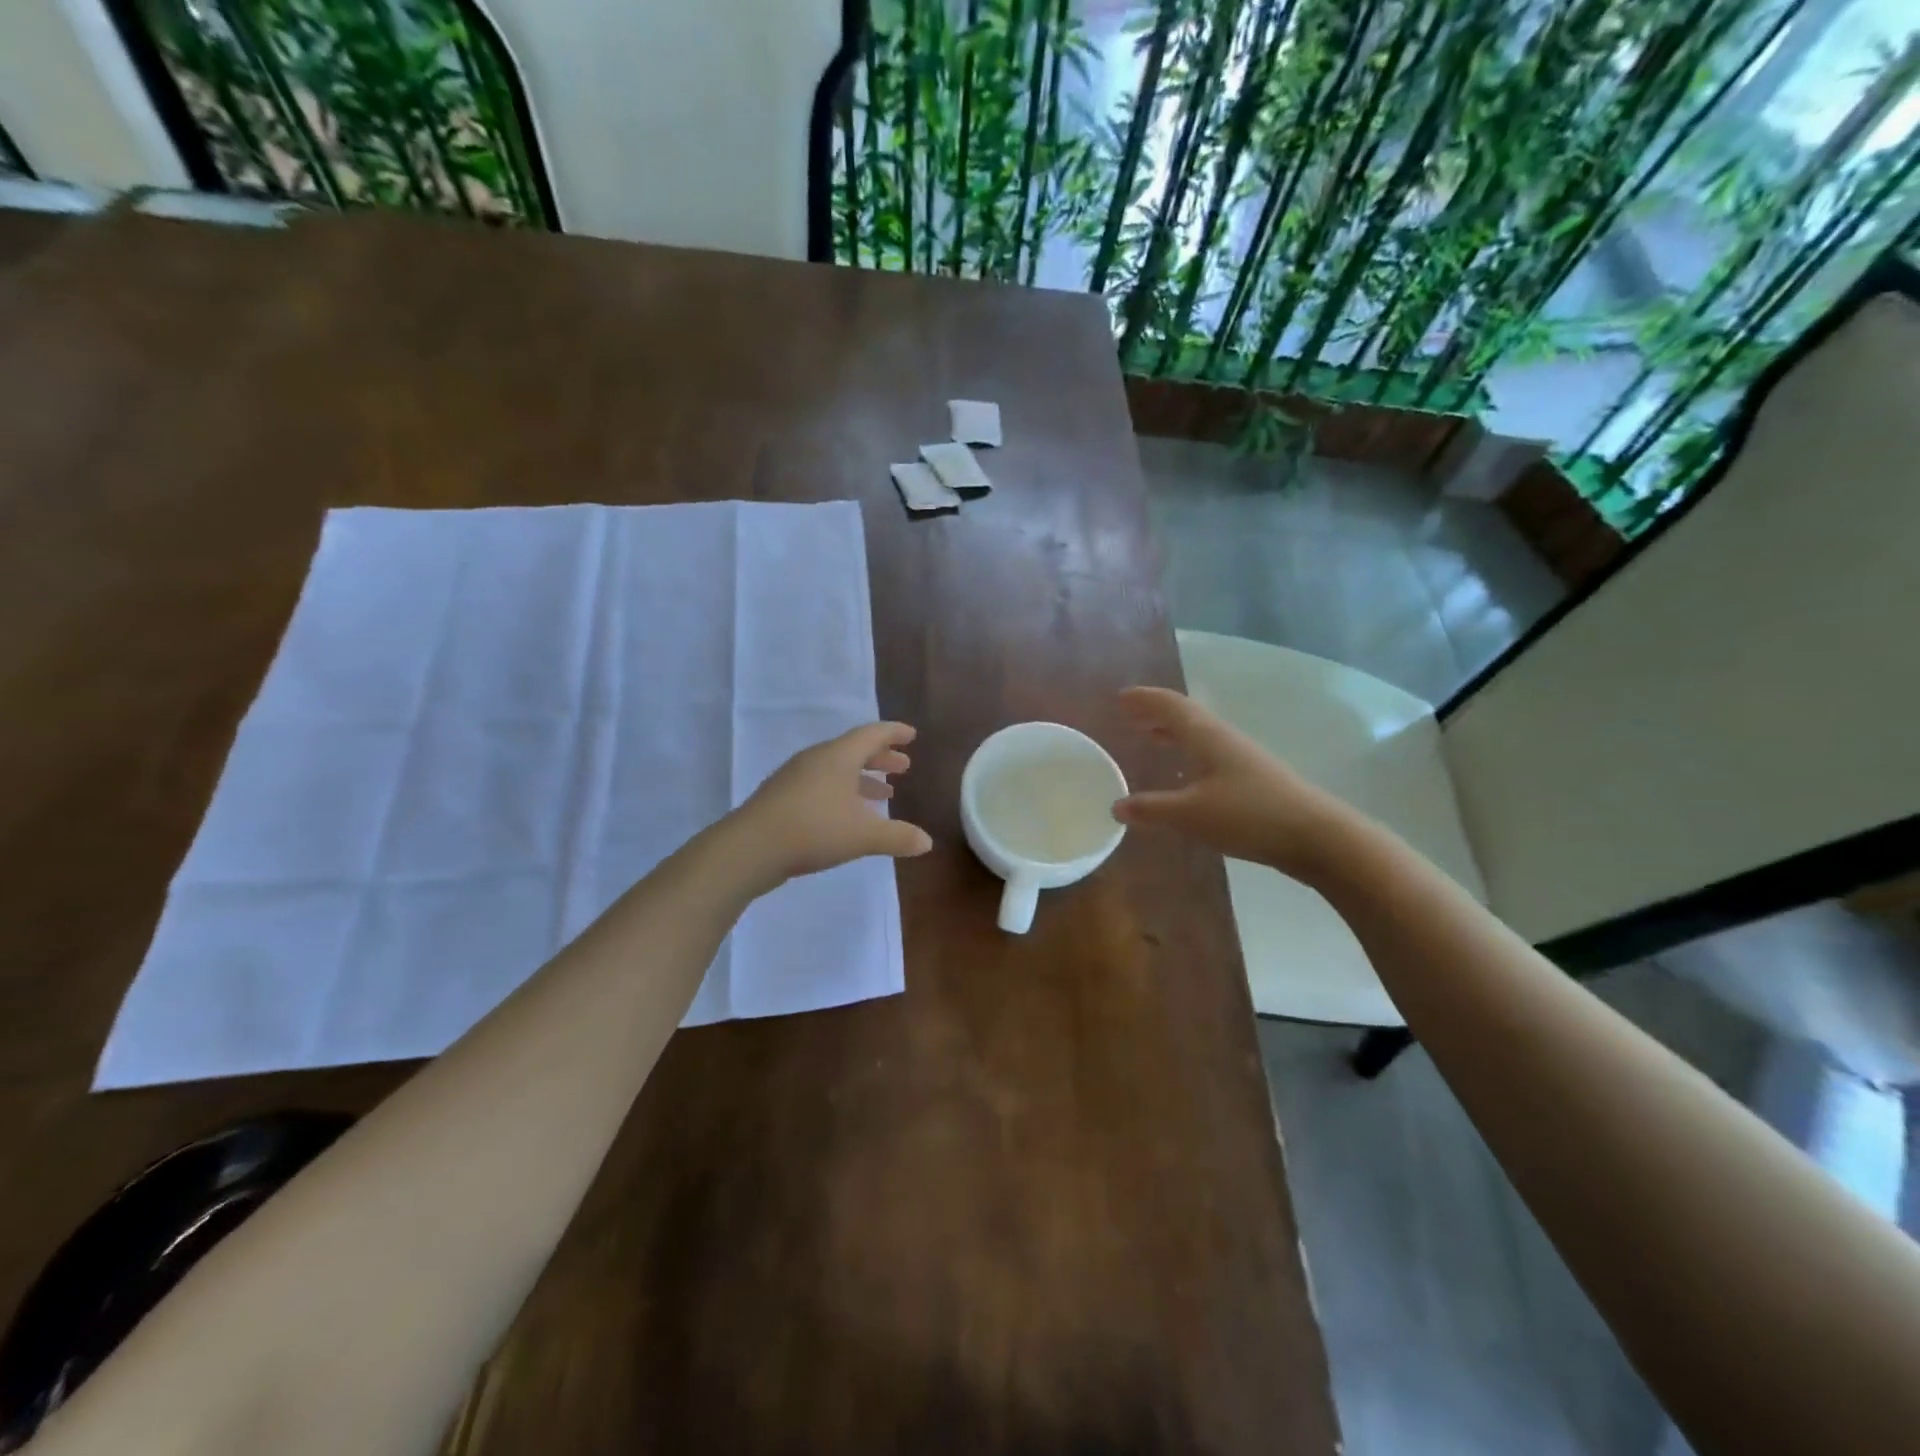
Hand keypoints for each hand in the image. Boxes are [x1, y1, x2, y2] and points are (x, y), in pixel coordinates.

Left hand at [727, 722, 932, 888]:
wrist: (749, 848)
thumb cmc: (813, 829)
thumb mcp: (864, 835)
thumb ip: (897, 837)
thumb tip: (927, 842)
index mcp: (838, 756)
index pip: (872, 734)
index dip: (894, 733)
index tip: (911, 735)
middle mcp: (816, 760)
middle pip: (853, 750)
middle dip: (881, 758)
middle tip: (903, 767)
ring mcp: (795, 778)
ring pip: (836, 770)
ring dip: (862, 778)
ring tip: (883, 795)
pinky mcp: (781, 798)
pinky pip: (820, 785)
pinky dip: (841, 792)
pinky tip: (847, 815)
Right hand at [1111, 687, 1351, 875]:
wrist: (1315, 835)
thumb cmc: (1248, 815)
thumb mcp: (1190, 814)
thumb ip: (1152, 808)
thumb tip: (1116, 806)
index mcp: (1207, 736)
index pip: (1171, 706)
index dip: (1145, 700)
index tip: (1119, 697)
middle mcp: (1223, 740)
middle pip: (1186, 716)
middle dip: (1156, 713)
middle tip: (1129, 714)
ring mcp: (1241, 758)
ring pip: (1199, 735)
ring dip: (1173, 732)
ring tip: (1150, 736)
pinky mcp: (1252, 780)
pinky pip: (1209, 755)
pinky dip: (1188, 754)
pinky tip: (1184, 776)